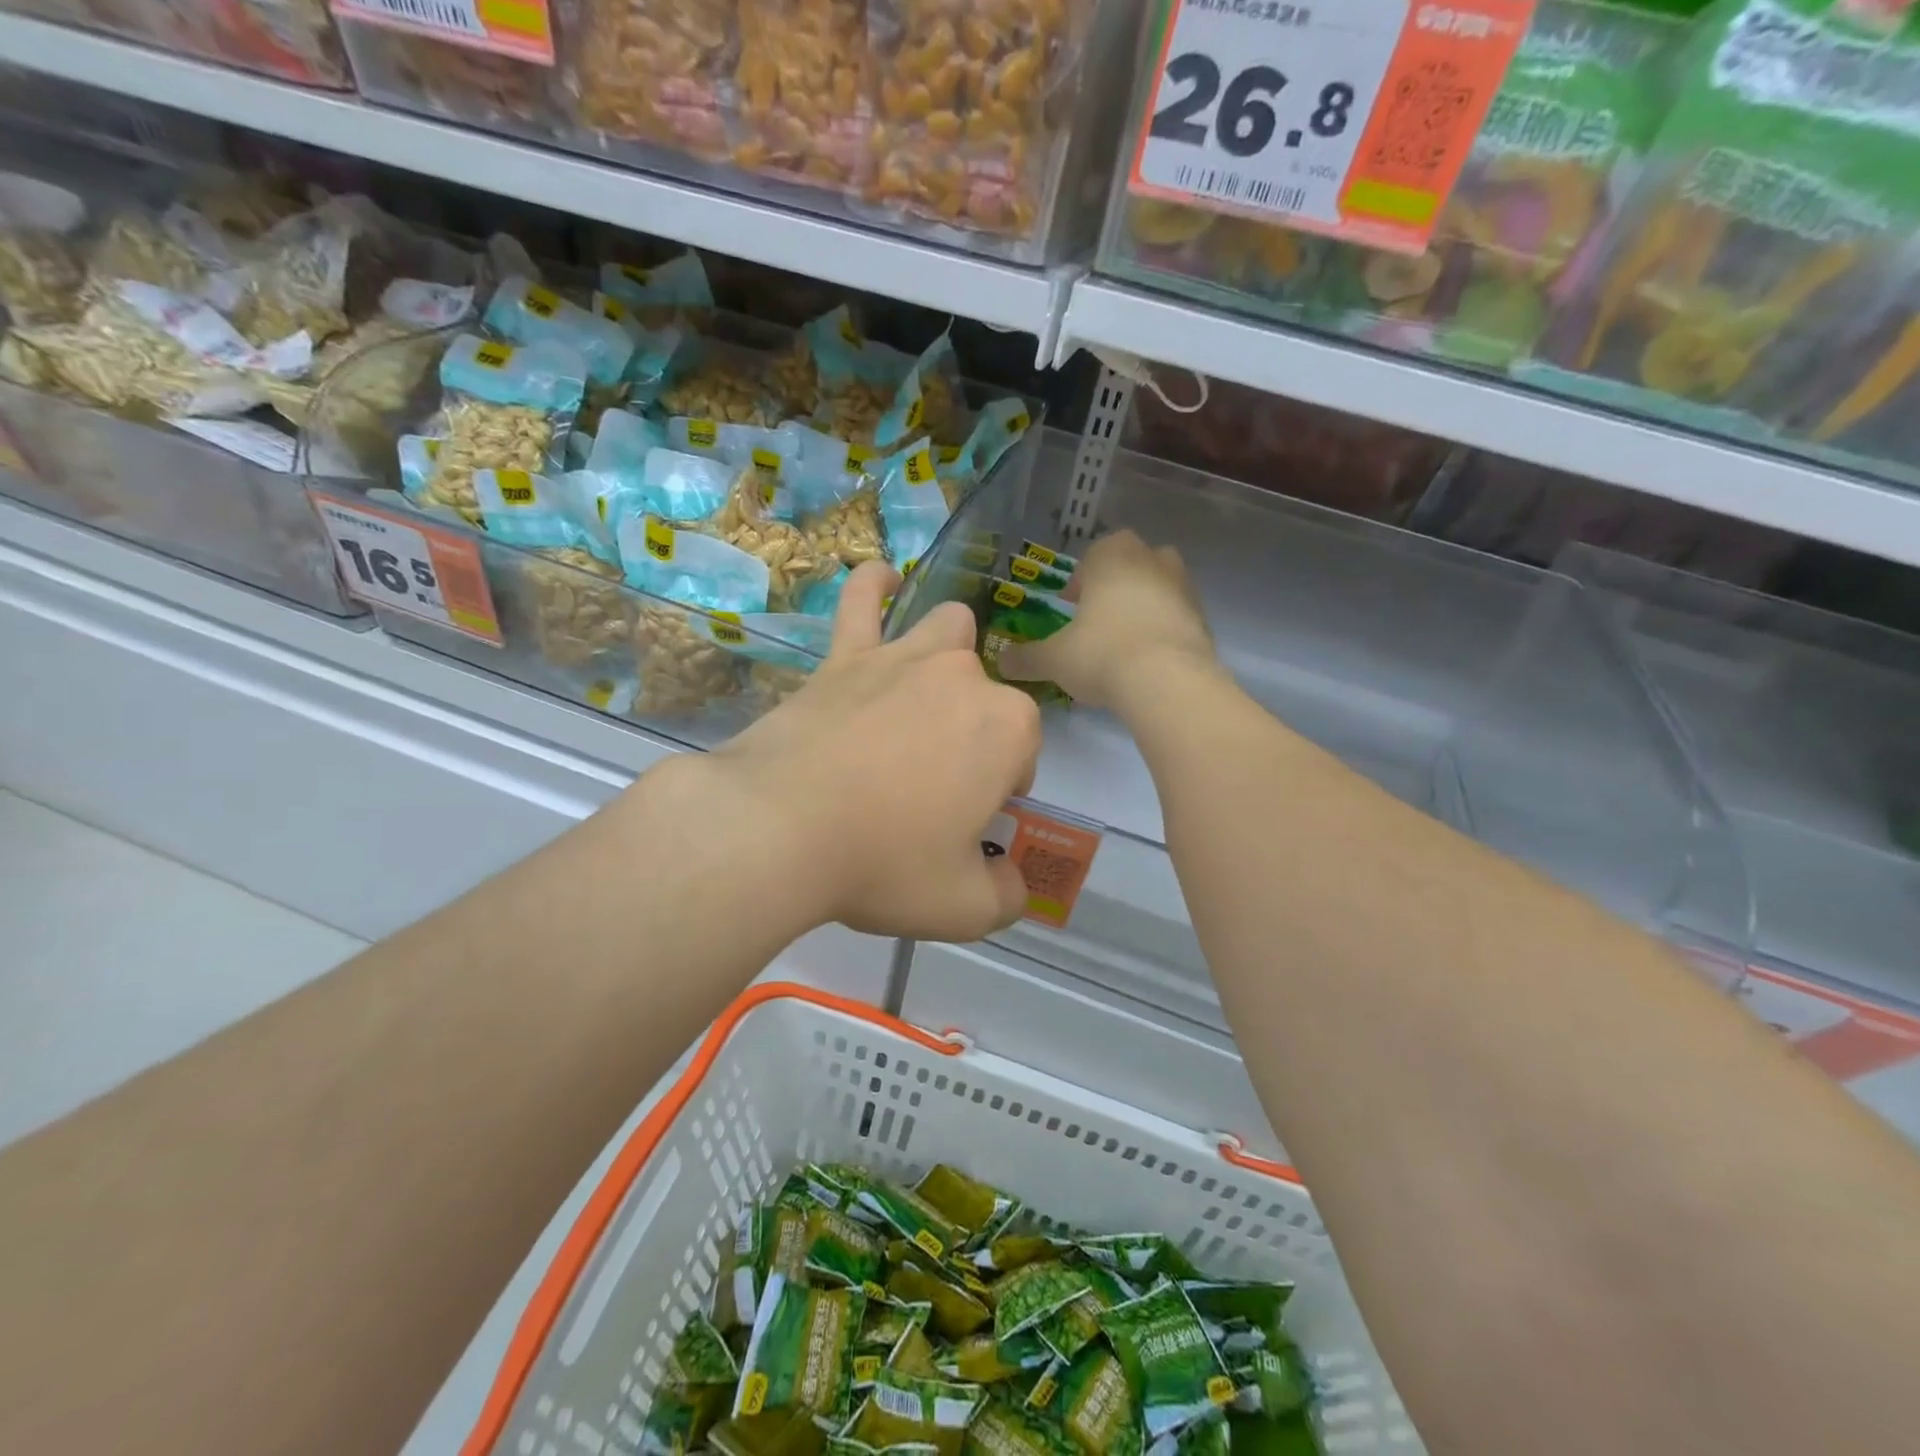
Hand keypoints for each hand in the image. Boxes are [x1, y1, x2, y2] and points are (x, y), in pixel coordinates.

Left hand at [695, 561, 1041, 940]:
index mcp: (1007, 728)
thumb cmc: (883, 864)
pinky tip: (882, 579)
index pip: (1025, 753)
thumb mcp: (964, 907)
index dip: (1004, 789)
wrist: (778, 829)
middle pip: (988, 697)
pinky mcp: (844, 657)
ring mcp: (901, 657)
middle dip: (977, 732)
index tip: (971, 823)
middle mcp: (963, 677)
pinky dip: (875, 587)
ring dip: (949, 656)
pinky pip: (862, 601)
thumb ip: (1006, 894)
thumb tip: (1011, 881)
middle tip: (937, 783)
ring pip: (948, 632)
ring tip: (929, 692)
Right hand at [997, 531, 1216, 711]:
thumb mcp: (1054, 659)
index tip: (1070, 606)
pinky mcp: (1204, 619)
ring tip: (1123, 641)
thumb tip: (1001, 662)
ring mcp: (1184, 587)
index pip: (1093, 554)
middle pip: (1131, 563)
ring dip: (1143, 604)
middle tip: (1097, 619)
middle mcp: (1151, 560)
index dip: (1079, 580)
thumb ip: (1026, 658)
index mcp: (1112, 556)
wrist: (1168, 682)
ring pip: (1159, 586)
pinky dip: (1163, 629)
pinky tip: (1148, 660)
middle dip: (1116, 585)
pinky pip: (1177, 616)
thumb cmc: (1101, 654)